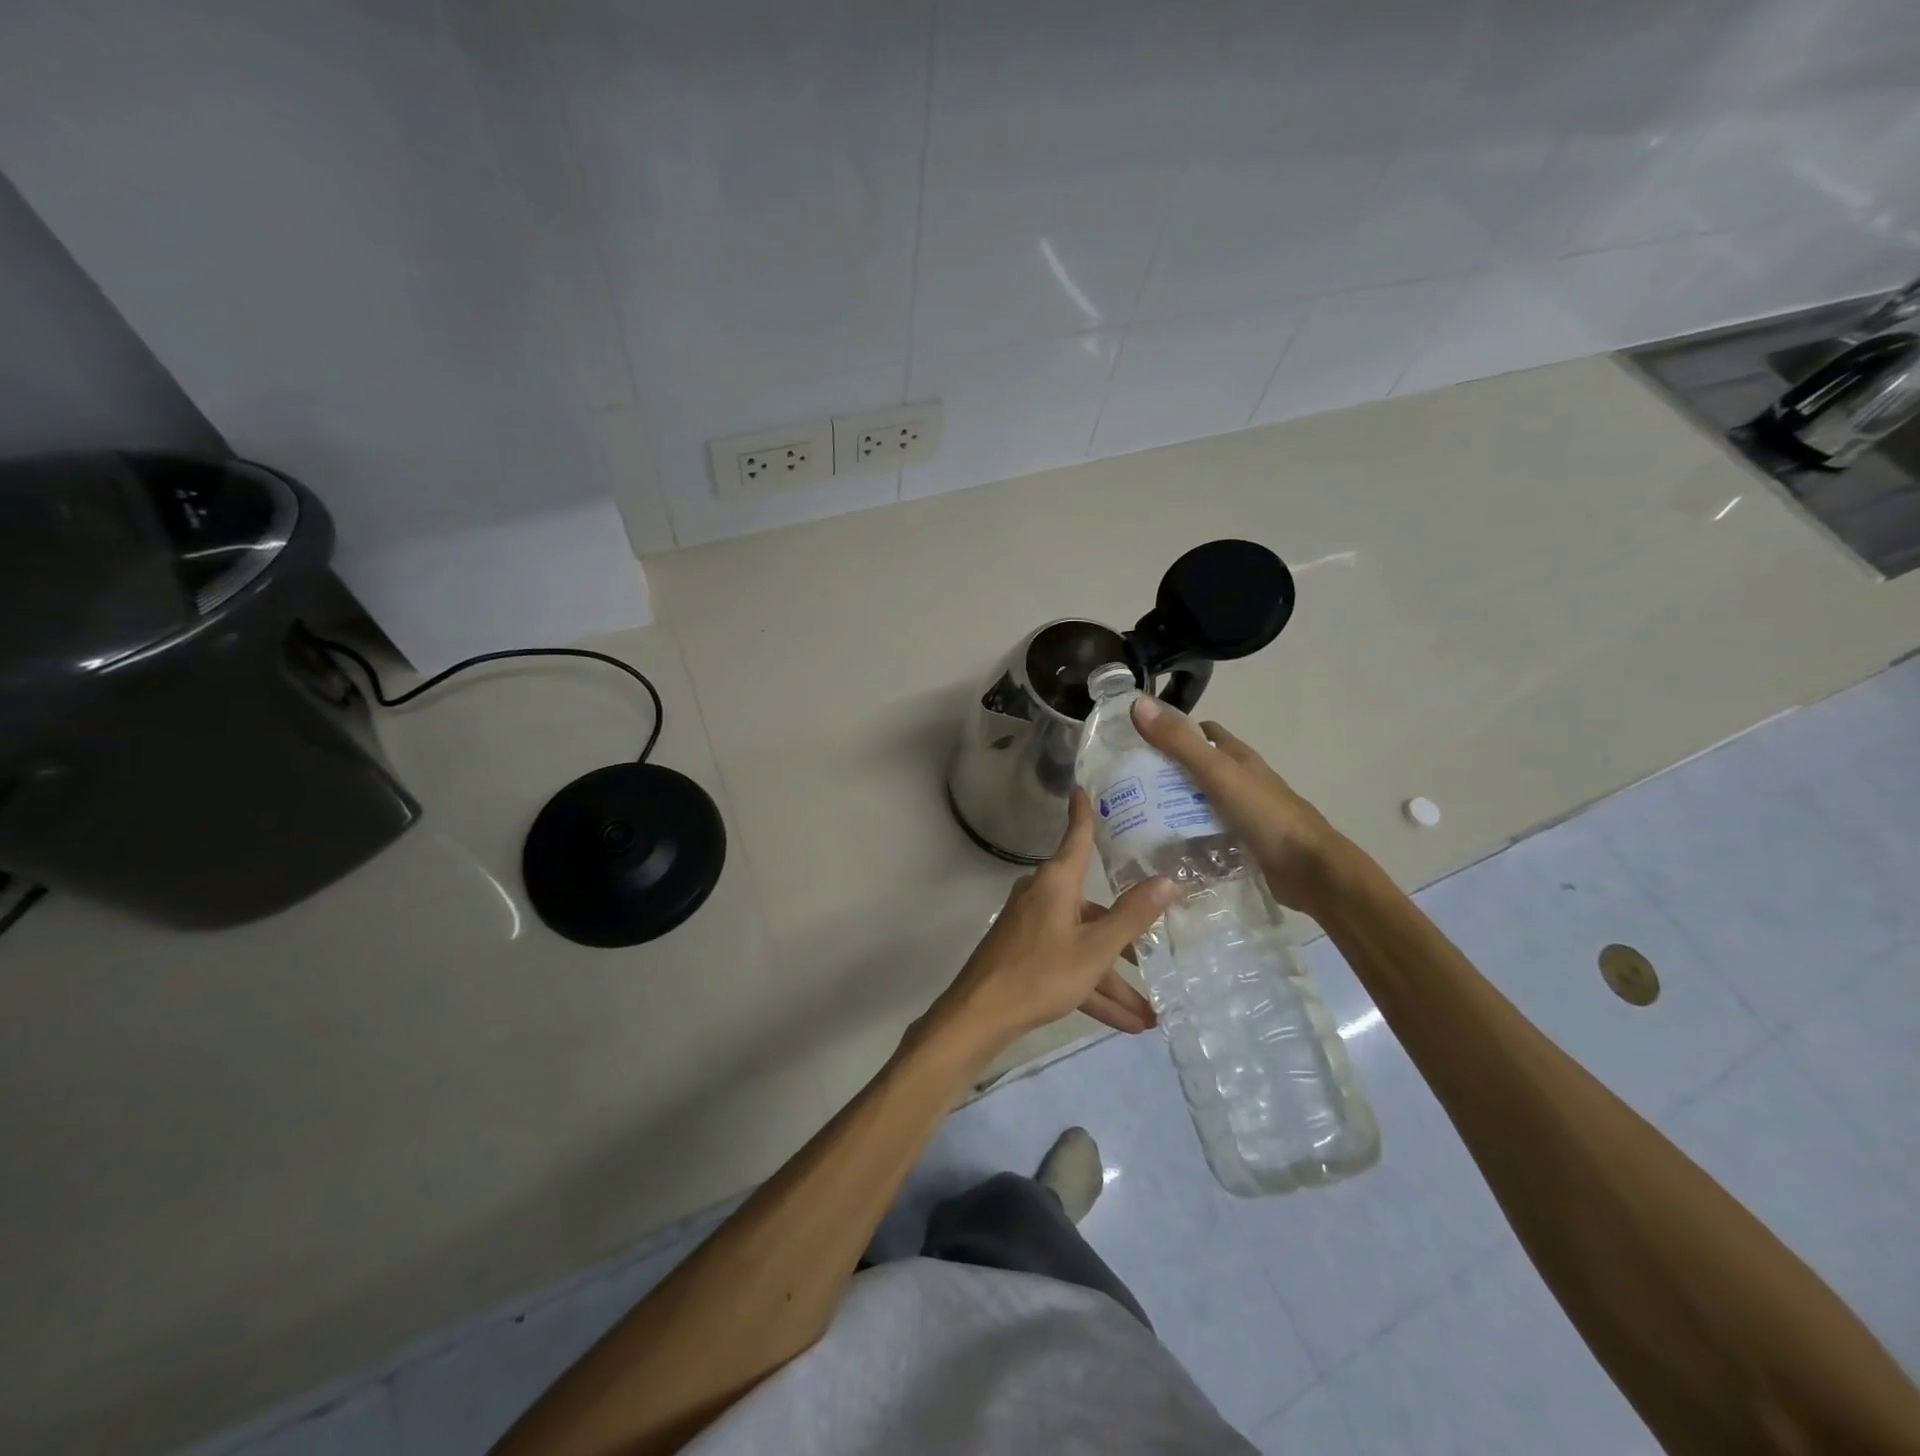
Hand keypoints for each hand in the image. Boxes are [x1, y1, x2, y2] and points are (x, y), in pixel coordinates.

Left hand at [923, 790, 1176, 1068]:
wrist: (980, 1015)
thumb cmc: (1040, 972)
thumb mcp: (1095, 948)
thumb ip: (1133, 915)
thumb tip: (1168, 880)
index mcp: (1056, 883)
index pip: (1076, 837)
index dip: (1083, 813)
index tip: (1081, 788)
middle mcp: (1043, 897)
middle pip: (1093, 909)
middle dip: (1125, 941)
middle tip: (1158, 956)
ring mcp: (1032, 927)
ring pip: (1083, 946)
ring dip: (1113, 980)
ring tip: (1150, 1015)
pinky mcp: (1025, 955)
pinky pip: (1068, 965)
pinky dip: (1092, 990)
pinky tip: (1126, 1024)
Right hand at [1131, 697, 1345, 911]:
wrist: (1309, 870)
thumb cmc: (1265, 814)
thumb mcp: (1216, 773)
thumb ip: (1179, 743)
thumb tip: (1138, 704)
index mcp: (1238, 758)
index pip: (1202, 734)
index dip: (1173, 732)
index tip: (1138, 743)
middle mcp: (1241, 782)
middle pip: (1198, 770)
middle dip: (1166, 774)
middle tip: (1127, 786)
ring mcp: (1244, 814)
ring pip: (1201, 804)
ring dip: (1174, 808)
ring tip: (1135, 819)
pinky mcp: (1243, 845)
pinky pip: (1207, 835)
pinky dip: (1188, 838)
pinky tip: (1165, 848)